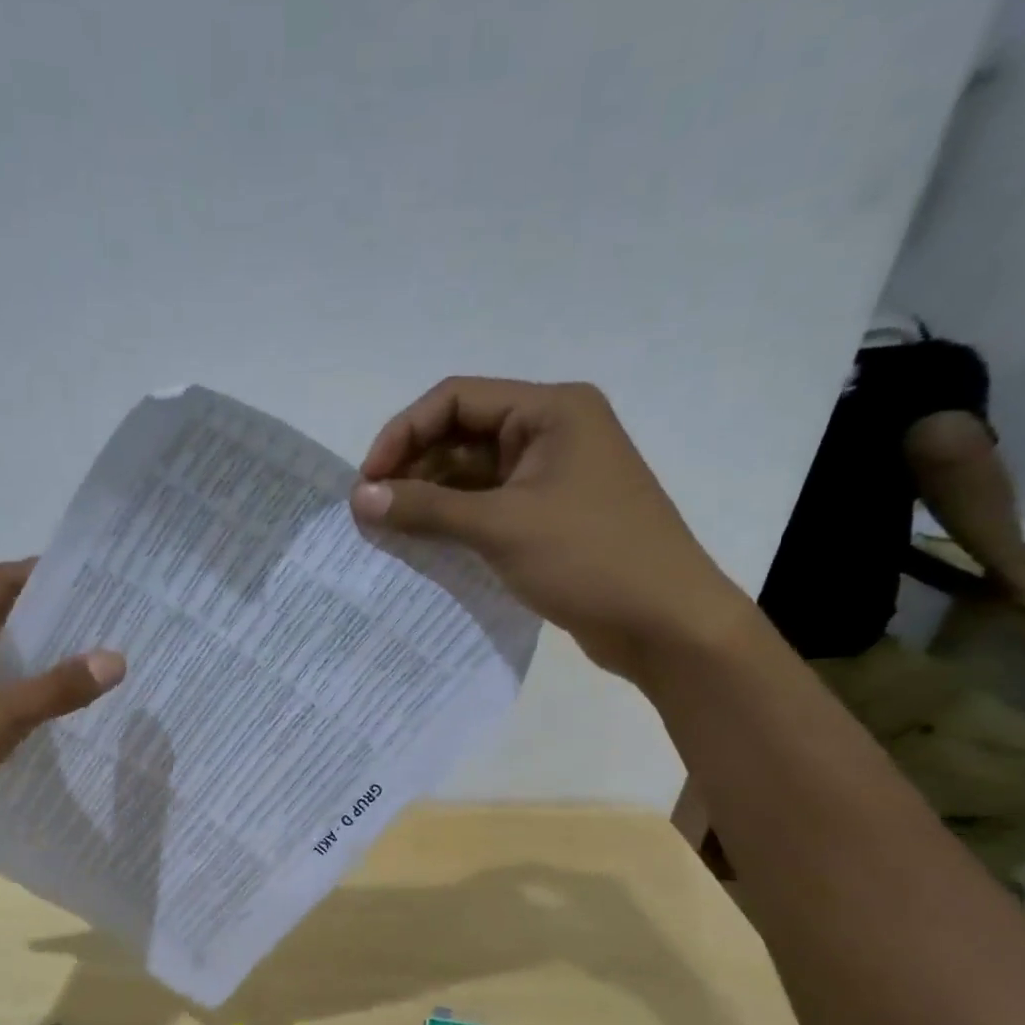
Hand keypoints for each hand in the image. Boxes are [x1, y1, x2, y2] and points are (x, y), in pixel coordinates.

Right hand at [349, 377, 751, 681]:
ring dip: (430, 498)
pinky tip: (423, 546)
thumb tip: (358, 498)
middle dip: (413, 468)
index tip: (367, 482)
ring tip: (389, 531)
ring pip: (473, 474)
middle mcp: (552, 432)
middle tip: (372, 511)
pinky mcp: (550, 517)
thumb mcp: (500, 527)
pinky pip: (489, 506)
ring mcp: (552, 477)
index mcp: (550, 410)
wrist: (666, 624)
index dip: (403, 434)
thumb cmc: (589, 558)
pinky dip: (454, 521)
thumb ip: (426, 508)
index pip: (456, 399)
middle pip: (462, 434)